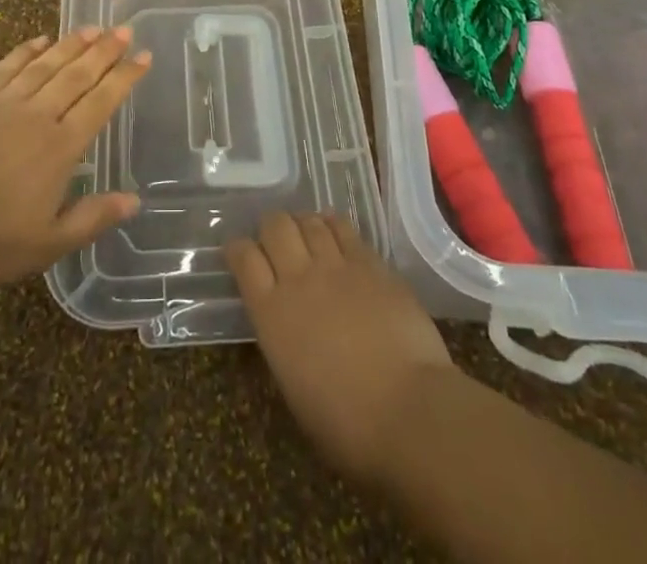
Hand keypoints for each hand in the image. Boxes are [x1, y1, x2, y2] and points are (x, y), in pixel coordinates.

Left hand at [0, 28, 150, 296]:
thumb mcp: (46, 244)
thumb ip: (91, 218)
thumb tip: (134, 201)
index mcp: (61, 148)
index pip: (101, 103)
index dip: (124, 78)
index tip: (143, 56)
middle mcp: (38, 115)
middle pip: (77, 75)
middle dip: (103, 51)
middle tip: (123, 29)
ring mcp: (2, 102)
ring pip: (45, 65)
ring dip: (70, 45)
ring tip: (91, 28)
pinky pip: (6, 66)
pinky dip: (26, 51)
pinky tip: (39, 39)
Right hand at [226, 212, 454, 486]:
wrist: (408, 411)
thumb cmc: (346, 425)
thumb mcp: (294, 388)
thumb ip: (283, 341)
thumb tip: (286, 324)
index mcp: (271, 313)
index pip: (243, 258)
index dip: (238, 250)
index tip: (241, 254)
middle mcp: (298, 278)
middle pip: (275, 227)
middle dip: (271, 228)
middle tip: (276, 242)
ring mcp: (337, 266)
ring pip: (309, 221)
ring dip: (303, 224)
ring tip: (307, 235)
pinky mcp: (371, 263)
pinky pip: (345, 228)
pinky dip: (333, 225)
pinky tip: (334, 231)